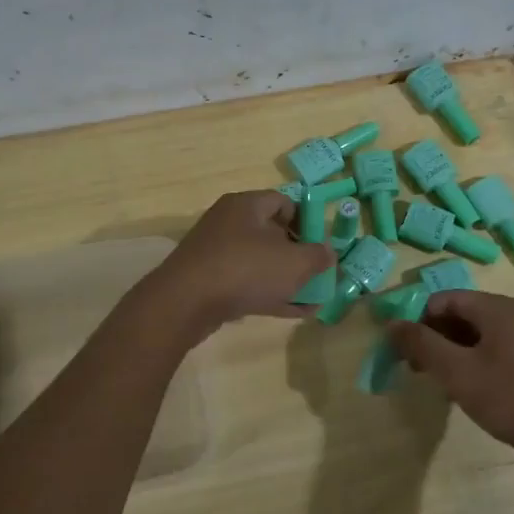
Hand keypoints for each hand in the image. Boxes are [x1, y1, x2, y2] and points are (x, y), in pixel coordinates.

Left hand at [137, 191, 335, 342]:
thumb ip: (318, 256)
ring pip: (260, 262)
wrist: (185, 303)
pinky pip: (246, 283)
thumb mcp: (294, 263)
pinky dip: (269, 294)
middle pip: (271, 233)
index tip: (321, 244)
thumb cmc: (245, 270)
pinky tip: (293, 312)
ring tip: (312, 299)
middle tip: (317, 273)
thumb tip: (328, 253)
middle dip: (298, 254)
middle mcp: (229, 223)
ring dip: (286, 279)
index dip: (307, 220)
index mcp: (247, 205)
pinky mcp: (208, 281)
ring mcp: (216, 253)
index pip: (283, 202)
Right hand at [388, 290, 513, 463]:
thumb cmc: (511, 398)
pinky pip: (495, 347)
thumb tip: (392, 324)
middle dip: (434, 337)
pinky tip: (468, 387)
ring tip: (440, 381)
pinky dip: (474, 360)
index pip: (445, 299)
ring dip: (452, 351)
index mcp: (499, 308)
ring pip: (478, 333)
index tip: (404, 350)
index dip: (419, 320)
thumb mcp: (458, 372)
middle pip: (462, 314)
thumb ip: (422, 345)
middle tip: (417, 369)